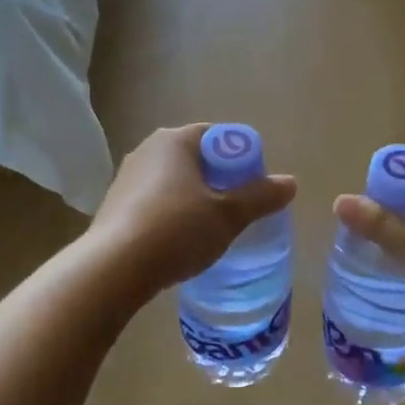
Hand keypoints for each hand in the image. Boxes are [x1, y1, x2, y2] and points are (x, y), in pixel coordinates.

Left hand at [88, 124, 296, 298]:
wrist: (114, 268)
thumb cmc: (177, 229)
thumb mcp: (228, 215)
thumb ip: (260, 197)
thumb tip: (291, 183)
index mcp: (174, 140)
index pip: (217, 136)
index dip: (241, 158)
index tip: (253, 186)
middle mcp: (147, 150)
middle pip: (195, 159)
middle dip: (219, 180)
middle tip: (238, 209)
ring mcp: (126, 178)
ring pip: (173, 182)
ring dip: (194, 199)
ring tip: (211, 229)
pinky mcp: (114, 206)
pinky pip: (154, 203)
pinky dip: (172, 215)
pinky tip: (180, 242)